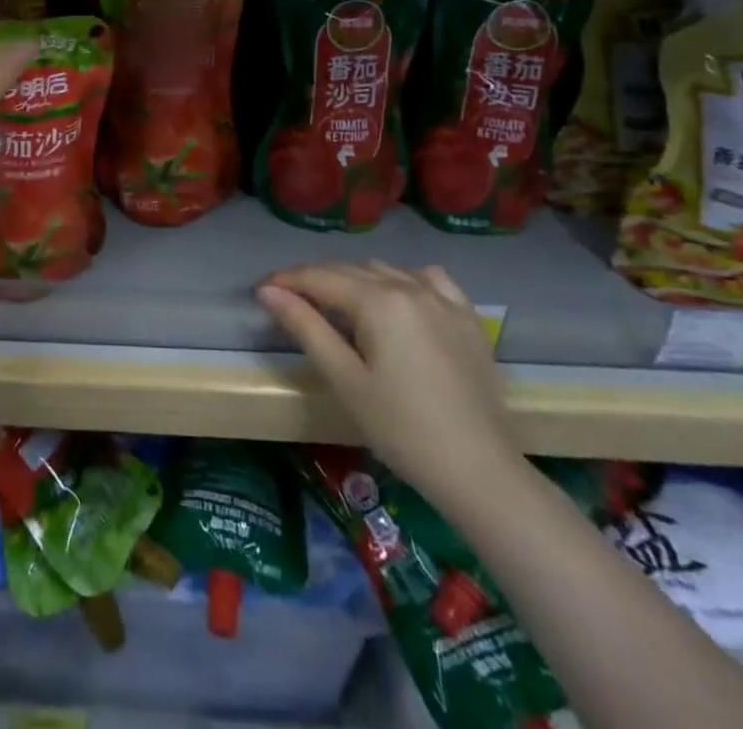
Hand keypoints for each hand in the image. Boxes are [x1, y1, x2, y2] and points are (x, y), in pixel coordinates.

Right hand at [258, 262, 521, 510]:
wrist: (481, 473)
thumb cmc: (403, 430)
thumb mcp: (344, 379)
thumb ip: (305, 326)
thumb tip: (268, 291)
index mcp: (378, 301)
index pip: (318, 277)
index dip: (285, 281)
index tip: (260, 291)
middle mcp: (409, 287)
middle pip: (348, 270)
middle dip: (314, 280)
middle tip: (288, 301)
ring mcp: (443, 300)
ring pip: (384, 271)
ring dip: (353, 279)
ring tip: (335, 304)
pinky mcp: (467, 318)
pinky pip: (427, 278)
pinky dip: (403, 279)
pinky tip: (396, 298)